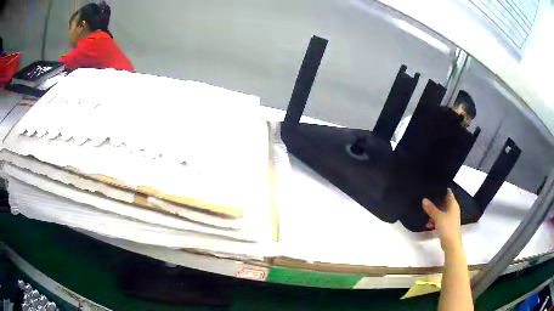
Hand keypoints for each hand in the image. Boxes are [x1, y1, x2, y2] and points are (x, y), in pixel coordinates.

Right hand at [422, 189, 461, 250]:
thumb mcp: (437, 217)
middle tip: (427, 198)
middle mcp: (453, 209)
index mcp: (453, 204)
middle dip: (436, 201)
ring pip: (442, 212)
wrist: (451, 244)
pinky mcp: (448, 226)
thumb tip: (424, 199)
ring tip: (425, 212)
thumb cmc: (447, 227)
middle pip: (444, 202)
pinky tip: (428, 224)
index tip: (434, 187)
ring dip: (434, 212)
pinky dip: (435, 220)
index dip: (442, 189)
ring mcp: (451, 218)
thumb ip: (431, 208)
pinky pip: (441, 220)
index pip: (448, 192)